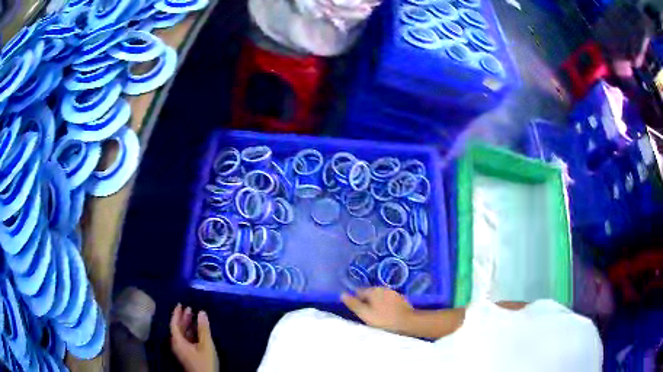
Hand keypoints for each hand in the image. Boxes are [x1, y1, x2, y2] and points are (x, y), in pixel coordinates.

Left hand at [170, 304, 218, 371]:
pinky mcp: (187, 355)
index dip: (176, 314)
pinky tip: (197, 331)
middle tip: (189, 308)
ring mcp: (181, 350)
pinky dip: (190, 333)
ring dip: (187, 326)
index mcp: (177, 341)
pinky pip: (186, 340)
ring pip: (182, 335)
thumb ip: (203, 329)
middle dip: (183, 318)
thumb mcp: (206, 345)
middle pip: (177, 329)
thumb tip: (202, 312)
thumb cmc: (205, 362)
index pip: (173, 324)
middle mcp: (177, 344)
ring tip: (194, 317)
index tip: (180, 304)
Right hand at [341, 287, 415, 333]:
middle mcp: (383, 288)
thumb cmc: (383, 319)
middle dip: (367, 301)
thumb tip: (342, 294)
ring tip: (376, 315)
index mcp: (373, 290)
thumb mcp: (365, 313)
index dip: (356, 300)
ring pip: (380, 297)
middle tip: (366, 314)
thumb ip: (353, 304)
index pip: (358, 291)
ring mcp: (393, 292)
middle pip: (370, 293)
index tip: (357, 310)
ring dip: (376, 303)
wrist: (408, 322)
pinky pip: (388, 300)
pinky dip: (386, 305)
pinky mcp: (401, 298)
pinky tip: (387, 314)